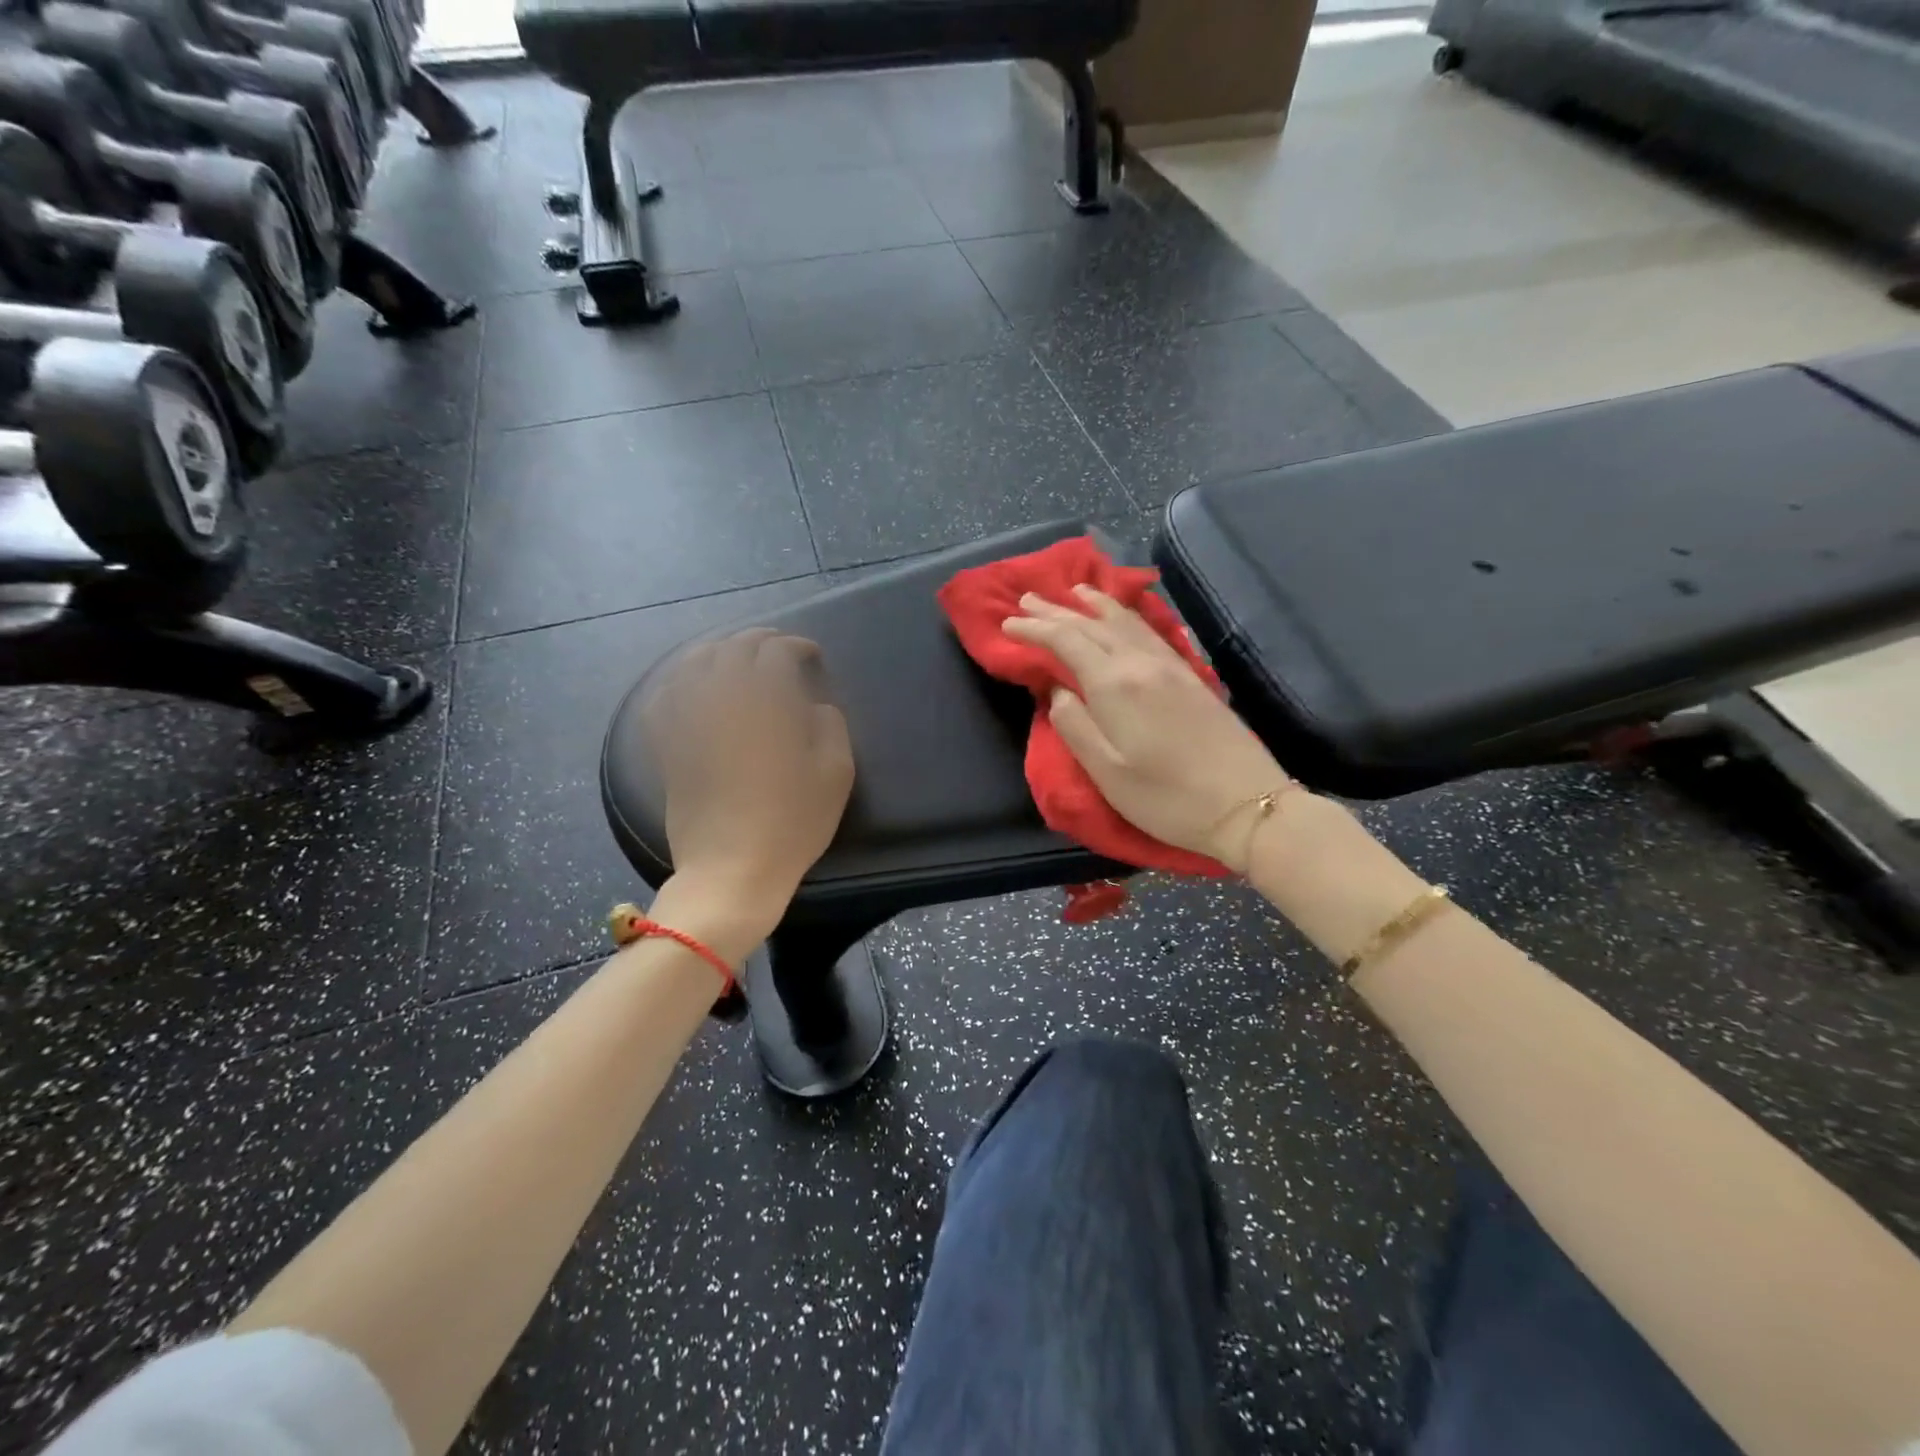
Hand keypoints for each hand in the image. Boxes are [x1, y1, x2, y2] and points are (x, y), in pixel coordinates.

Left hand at [641, 630, 853, 949]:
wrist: (733, 869)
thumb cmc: (792, 822)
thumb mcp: (836, 773)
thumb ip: (830, 726)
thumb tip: (814, 707)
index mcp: (766, 702)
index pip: (777, 652)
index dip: (797, 647)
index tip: (812, 657)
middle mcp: (721, 698)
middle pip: (734, 648)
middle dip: (760, 640)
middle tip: (779, 650)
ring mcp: (687, 719)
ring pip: (693, 662)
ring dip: (719, 650)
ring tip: (735, 656)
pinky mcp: (667, 743)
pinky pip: (663, 695)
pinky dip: (678, 679)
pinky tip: (690, 683)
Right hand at [1003, 586, 1289, 866]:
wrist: (1247, 805)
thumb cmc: (1167, 798)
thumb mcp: (1107, 773)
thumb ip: (1074, 726)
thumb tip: (1056, 690)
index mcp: (1115, 685)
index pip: (1066, 641)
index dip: (1035, 629)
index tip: (1008, 622)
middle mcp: (1141, 663)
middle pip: (1092, 624)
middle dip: (1057, 610)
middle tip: (1027, 599)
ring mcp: (1170, 666)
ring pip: (1124, 621)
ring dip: (1093, 604)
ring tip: (1074, 591)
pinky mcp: (1190, 675)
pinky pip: (1148, 631)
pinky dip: (1126, 615)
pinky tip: (1123, 616)